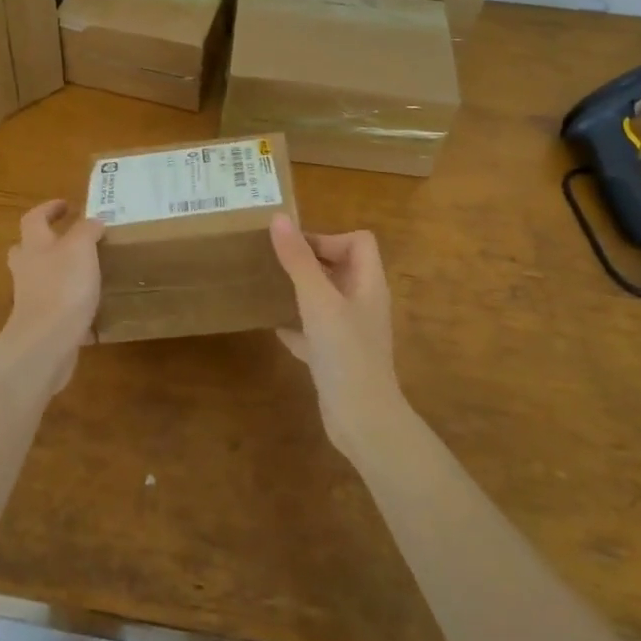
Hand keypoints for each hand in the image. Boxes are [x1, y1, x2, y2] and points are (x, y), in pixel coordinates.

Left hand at [0, 199, 104, 395]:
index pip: (34, 218)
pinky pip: (56, 307)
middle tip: (69, 240)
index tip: (67, 205)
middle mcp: (27, 270)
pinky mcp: (42, 324)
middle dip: (46, 242)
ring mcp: (31, 299)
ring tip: (88, 273)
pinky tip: (93, 310)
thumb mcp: (81, 247)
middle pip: (28, 249)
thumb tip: (93, 222)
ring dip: (60, 273)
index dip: (49, 208)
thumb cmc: (62, 287)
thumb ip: (87, 230)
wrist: (46, 343)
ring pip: (41, 278)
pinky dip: (71, 305)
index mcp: (34, 246)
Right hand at [269, 216, 405, 464]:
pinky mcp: (338, 357)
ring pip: (327, 299)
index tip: (295, 248)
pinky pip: (317, 331)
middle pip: (342, 267)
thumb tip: (278, 218)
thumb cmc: (345, 353)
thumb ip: (298, 260)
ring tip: (272, 286)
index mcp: (368, 284)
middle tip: (276, 261)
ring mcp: (352, 332)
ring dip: (302, 290)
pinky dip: (298, 325)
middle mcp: (364, 304)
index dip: (329, 238)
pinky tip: (275, 328)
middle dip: (310, 260)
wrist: (362, 421)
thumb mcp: (318, 300)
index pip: (359, 242)